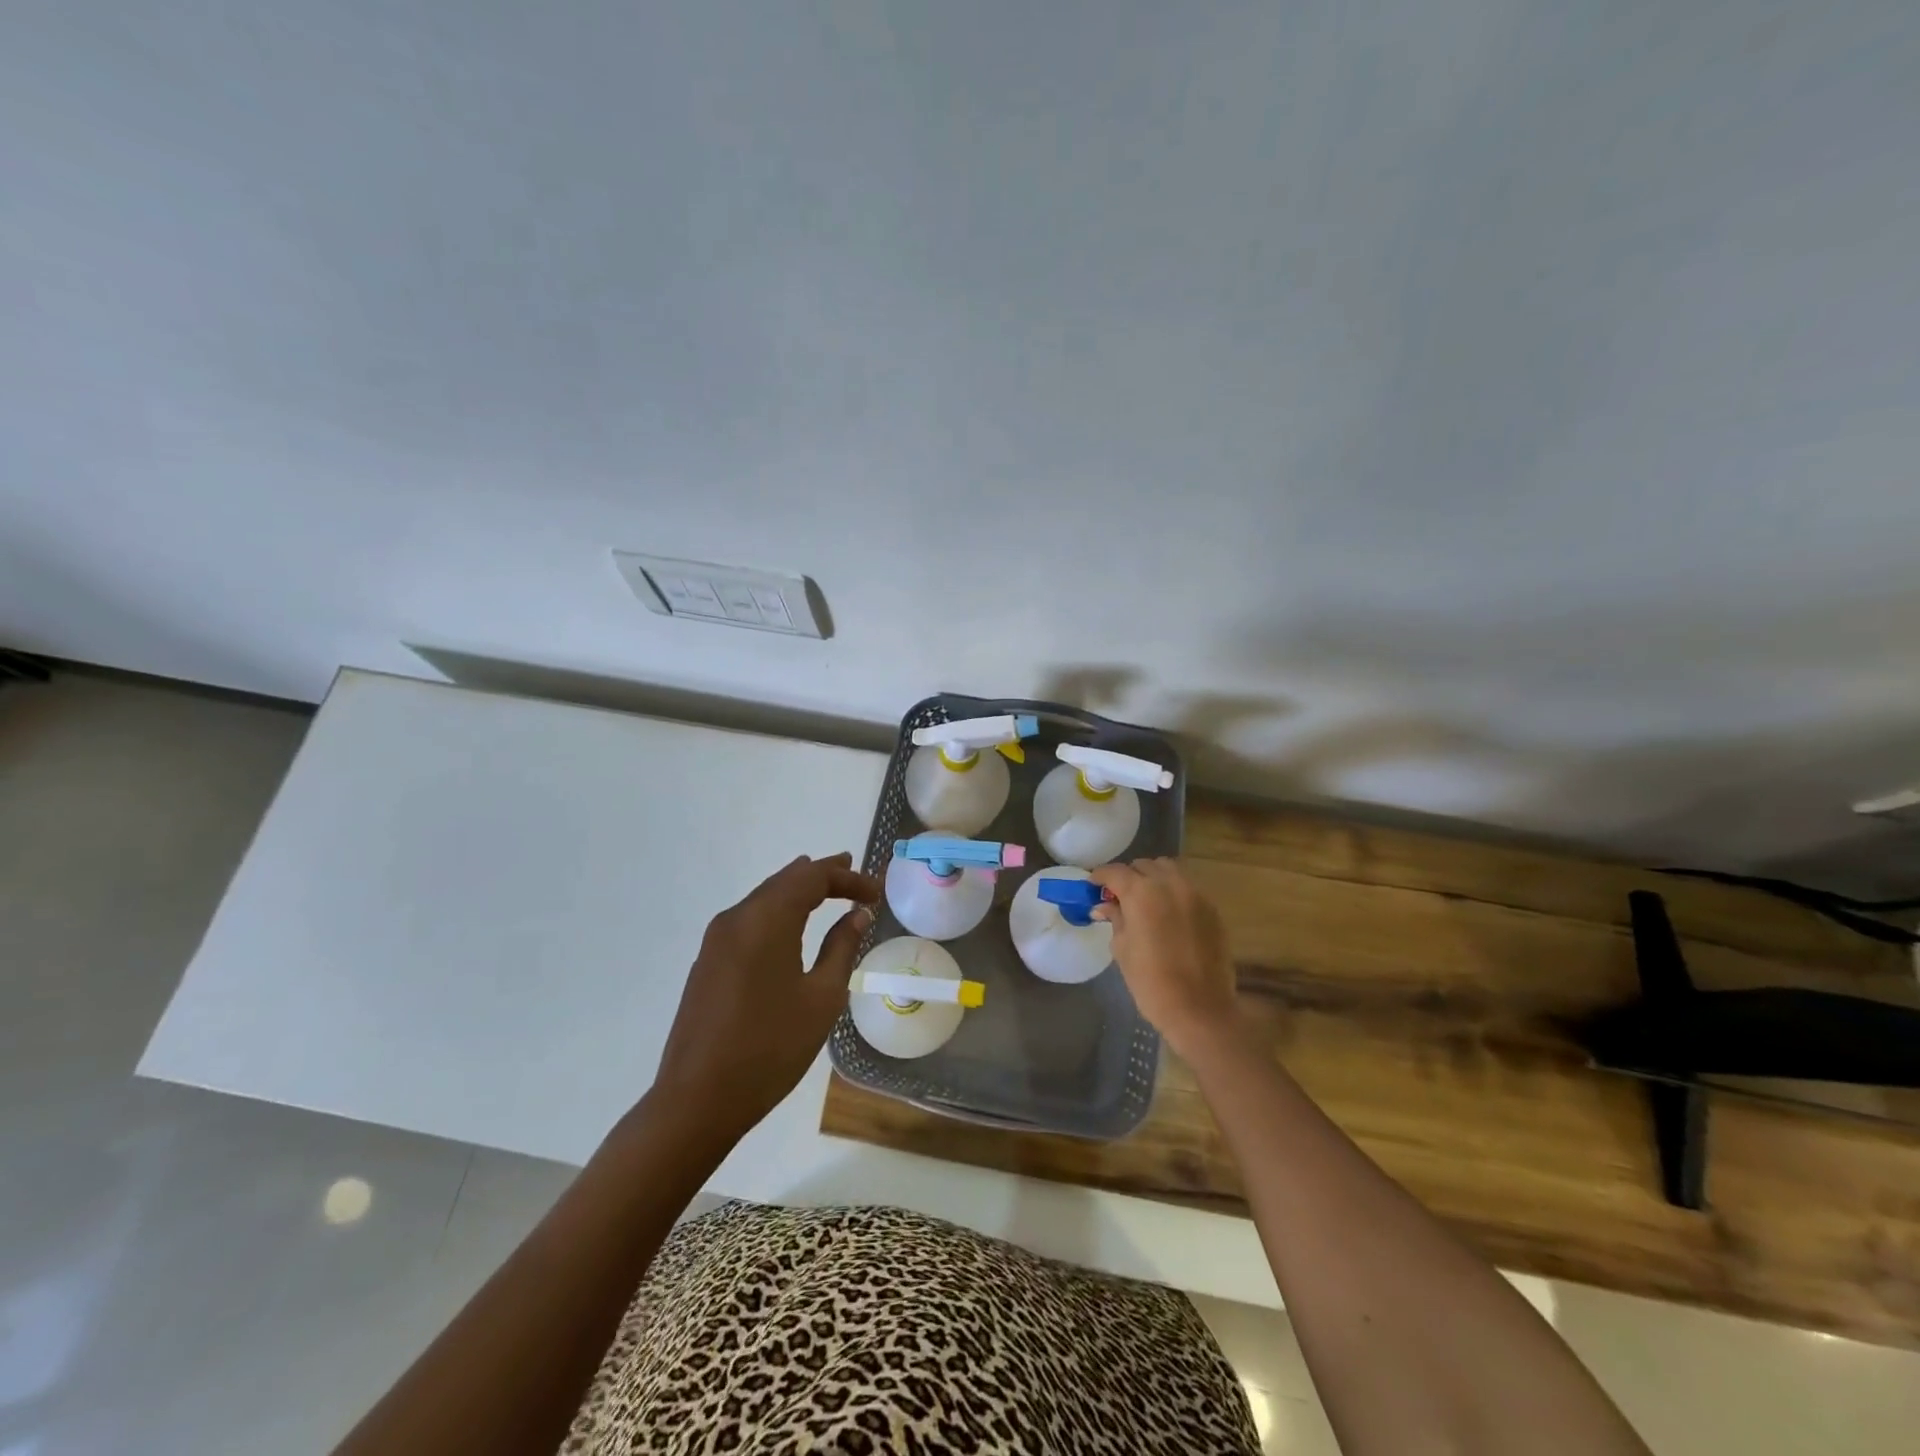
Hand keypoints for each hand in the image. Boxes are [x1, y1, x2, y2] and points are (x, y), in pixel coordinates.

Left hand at [654, 852, 879, 1138]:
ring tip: (828, 889)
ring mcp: (716, 940)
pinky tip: (791, 923)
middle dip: (822, 875)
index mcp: (766, 920)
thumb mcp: (821, 998)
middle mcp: (737, 918)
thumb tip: (858, 914)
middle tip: (855, 874)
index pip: (812, 877)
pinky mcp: (708, 962)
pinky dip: (778, 910)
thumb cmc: (770, 1048)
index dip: (848, 878)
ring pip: (765, 897)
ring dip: (798, 891)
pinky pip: (749, 919)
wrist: (697, 1100)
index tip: (876, 891)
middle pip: (785, 880)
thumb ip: (841, 947)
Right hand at [1089, 858, 1237, 1058]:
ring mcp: (1194, 894)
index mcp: (1141, 893)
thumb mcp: (1122, 949)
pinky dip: (1173, 890)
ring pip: (1169, 869)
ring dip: (1153, 877)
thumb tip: (1104, 906)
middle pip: (1143, 865)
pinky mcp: (1212, 908)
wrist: (1199, 1009)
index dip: (1100, 877)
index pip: (1115, 872)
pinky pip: (1187, 886)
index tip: (1093, 886)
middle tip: (1119, 896)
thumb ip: (1115, 919)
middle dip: (1128, 876)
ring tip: (1146, 899)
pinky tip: (1168, 912)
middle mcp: (1169, 884)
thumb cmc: (1151, 982)